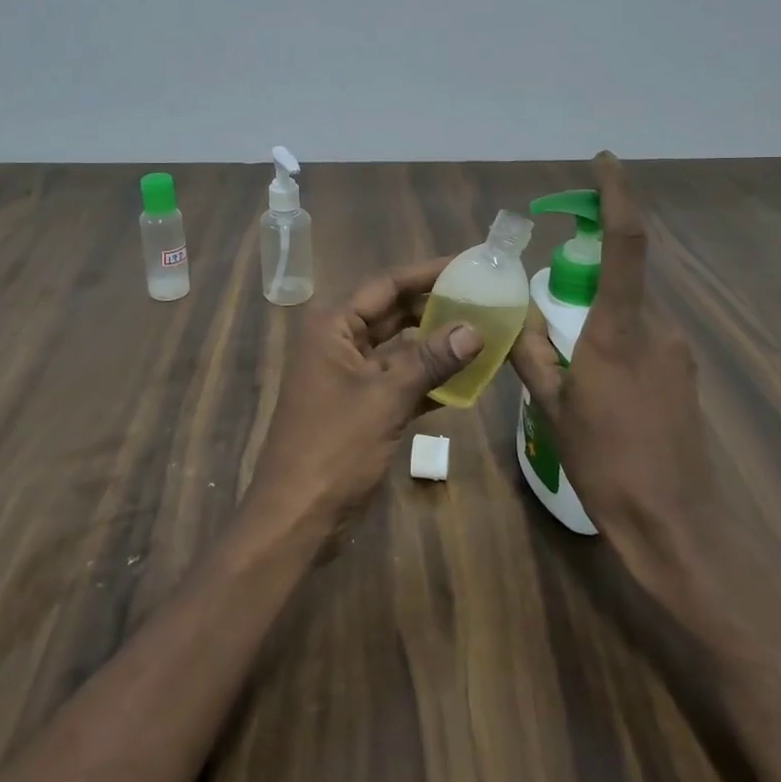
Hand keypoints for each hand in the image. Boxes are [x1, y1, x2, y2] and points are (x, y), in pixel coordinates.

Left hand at [247, 259, 483, 532]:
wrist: (296, 517)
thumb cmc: (334, 448)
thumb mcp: (386, 398)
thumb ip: (430, 360)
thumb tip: (475, 329)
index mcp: (333, 327)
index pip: (387, 285)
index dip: (428, 272)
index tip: (469, 264)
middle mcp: (339, 343)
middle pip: (394, 313)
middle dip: (436, 307)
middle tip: (484, 298)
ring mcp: (349, 376)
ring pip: (399, 349)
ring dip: (436, 345)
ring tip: (484, 332)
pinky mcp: (360, 407)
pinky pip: (399, 381)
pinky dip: (428, 380)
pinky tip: (466, 380)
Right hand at [509, 152, 719, 584]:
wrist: (676, 524)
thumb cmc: (607, 463)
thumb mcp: (554, 408)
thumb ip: (534, 354)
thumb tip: (517, 318)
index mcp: (619, 330)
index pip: (625, 244)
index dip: (617, 195)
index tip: (604, 162)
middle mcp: (657, 329)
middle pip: (621, 280)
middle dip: (586, 280)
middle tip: (552, 314)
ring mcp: (678, 353)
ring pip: (630, 315)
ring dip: (598, 322)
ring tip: (572, 373)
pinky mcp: (685, 376)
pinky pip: (644, 341)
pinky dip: (615, 345)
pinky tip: (599, 391)